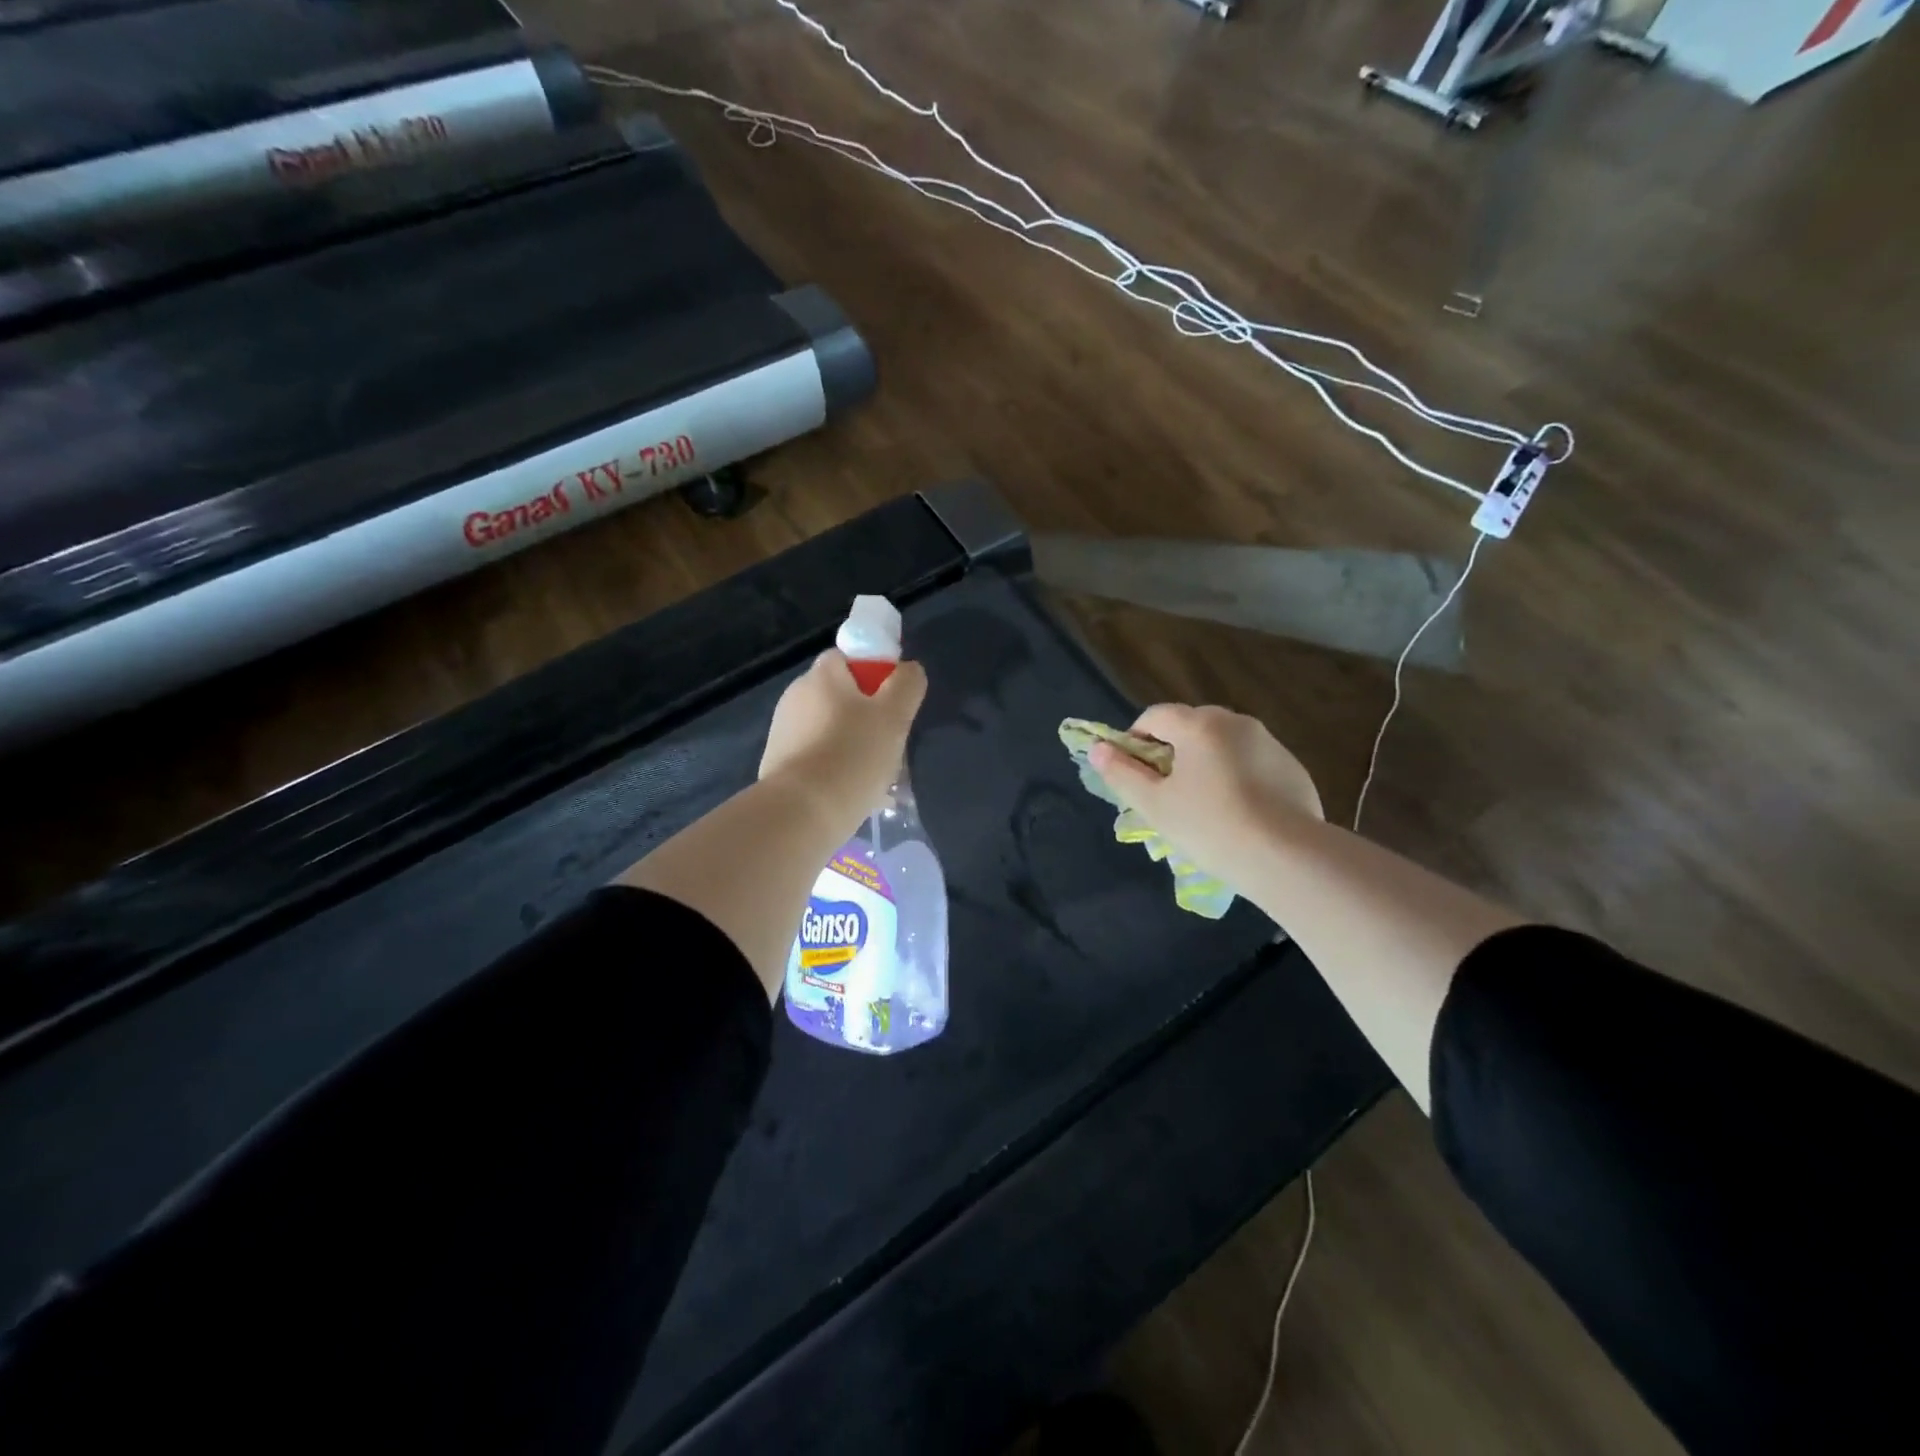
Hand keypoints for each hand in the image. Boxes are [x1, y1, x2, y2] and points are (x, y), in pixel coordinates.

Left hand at [761, 649, 927, 832]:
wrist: (801, 813)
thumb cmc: (852, 755)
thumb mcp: (894, 716)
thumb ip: (906, 684)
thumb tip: (908, 669)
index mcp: (821, 676)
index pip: (849, 658)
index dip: (874, 675)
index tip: (893, 704)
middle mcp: (796, 696)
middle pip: (841, 697)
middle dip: (868, 718)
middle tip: (893, 745)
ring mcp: (784, 732)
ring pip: (832, 731)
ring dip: (855, 747)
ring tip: (880, 779)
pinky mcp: (779, 765)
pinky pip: (819, 759)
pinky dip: (838, 770)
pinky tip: (857, 795)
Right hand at [1089, 704, 1322, 876]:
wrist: (1287, 857)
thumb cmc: (1209, 826)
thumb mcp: (1154, 805)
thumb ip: (1122, 773)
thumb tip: (1097, 749)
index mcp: (1198, 725)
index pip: (1155, 715)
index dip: (1136, 739)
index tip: (1135, 773)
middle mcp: (1236, 722)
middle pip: (1191, 726)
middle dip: (1173, 751)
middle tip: (1168, 792)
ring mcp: (1269, 742)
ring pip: (1223, 744)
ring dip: (1206, 763)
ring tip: (1205, 805)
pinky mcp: (1293, 767)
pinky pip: (1252, 762)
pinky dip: (1238, 777)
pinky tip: (1240, 813)